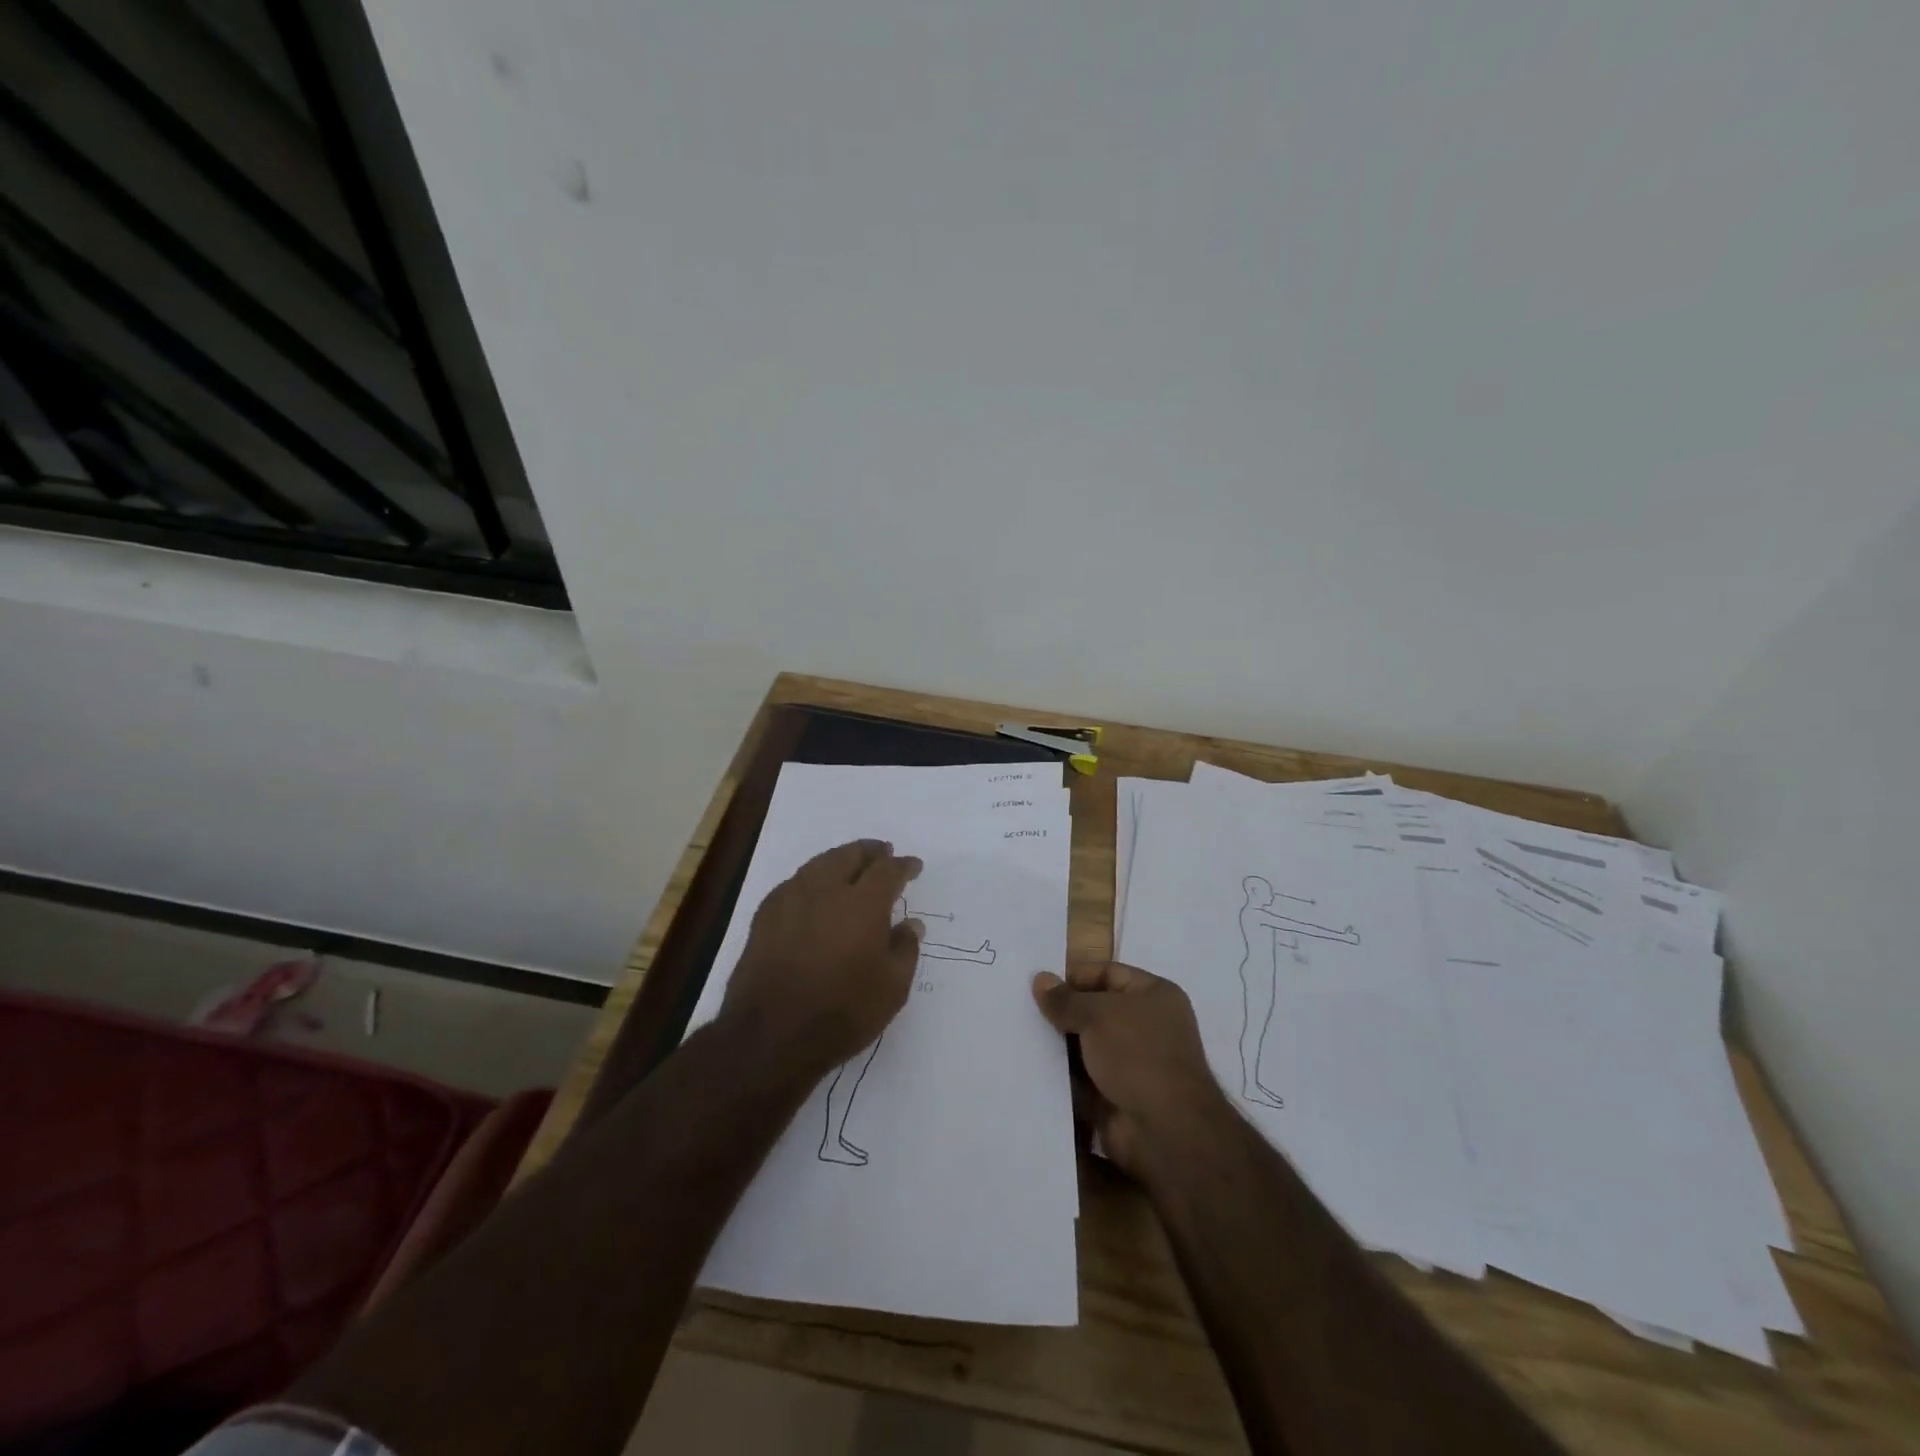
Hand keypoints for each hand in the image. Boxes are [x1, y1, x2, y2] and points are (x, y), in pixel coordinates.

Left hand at [723, 840, 924, 1075]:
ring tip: (851, 864)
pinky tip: (814, 890)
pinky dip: (812, 878)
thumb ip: (905, 950)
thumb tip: (911, 925)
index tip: (913, 866)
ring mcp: (791, 899)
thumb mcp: (891, 989)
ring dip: (840, 859)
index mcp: (863, 903)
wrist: (769, 1036)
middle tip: (883, 853)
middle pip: (850, 855)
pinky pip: (795, 881)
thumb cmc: (841, 1013)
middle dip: (870, 852)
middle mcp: (826, 890)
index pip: (887, 870)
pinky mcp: (765, 915)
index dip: (903, 866)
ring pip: (820, 863)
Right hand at [1032, 961, 1227, 1175]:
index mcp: (1154, 995)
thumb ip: (1066, 999)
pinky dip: (1062, 1075)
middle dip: (1063, 1012)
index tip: (1039, 986)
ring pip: (1086, 1045)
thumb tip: (1040, 979)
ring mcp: (1132, 1063)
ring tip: (1021, 1037)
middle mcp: (1147, 1025)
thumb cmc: (1138, 1055)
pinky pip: (1083, 1077)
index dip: (1075, 977)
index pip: (1108, 973)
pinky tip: (1031, 1068)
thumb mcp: (1098, 1015)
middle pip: (1095, 1010)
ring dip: (1060, 1045)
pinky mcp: (1116, 1095)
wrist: (1164, 1131)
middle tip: (1023, 1010)